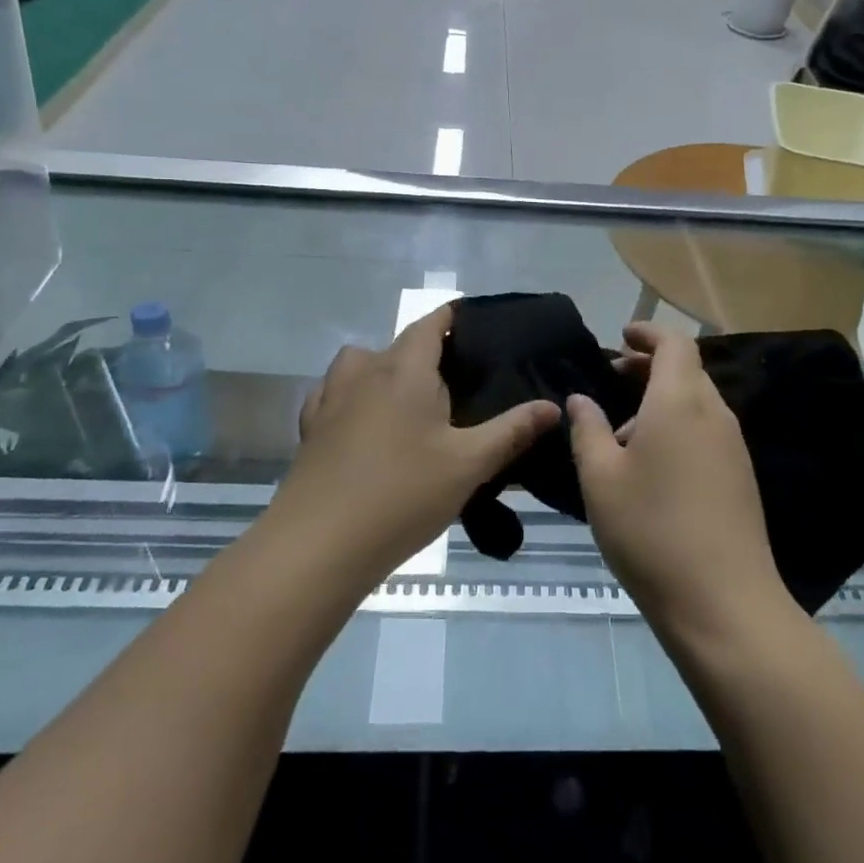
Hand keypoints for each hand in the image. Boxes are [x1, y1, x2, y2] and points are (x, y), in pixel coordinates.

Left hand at [267, 307, 559, 592]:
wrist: (318, 544)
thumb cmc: (402, 495)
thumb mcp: (469, 465)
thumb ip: (512, 431)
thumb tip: (553, 406)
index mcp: (405, 369)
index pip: (431, 323)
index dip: (454, 318)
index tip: (478, 328)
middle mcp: (365, 371)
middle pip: (399, 344)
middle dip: (428, 352)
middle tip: (458, 383)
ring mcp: (331, 398)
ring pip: (360, 363)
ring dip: (384, 370)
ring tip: (409, 403)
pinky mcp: (311, 428)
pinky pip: (334, 394)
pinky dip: (352, 398)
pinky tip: (364, 426)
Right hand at [567, 324, 789, 642]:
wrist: (723, 603)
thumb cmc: (651, 530)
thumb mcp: (600, 478)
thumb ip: (588, 430)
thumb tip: (580, 399)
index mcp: (680, 401)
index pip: (674, 343)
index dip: (648, 333)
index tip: (621, 337)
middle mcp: (714, 414)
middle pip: (687, 369)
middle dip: (650, 366)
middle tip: (614, 378)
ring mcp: (733, 446)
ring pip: (697, 401)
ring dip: (663, 399)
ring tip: (624, 431)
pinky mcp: (741, 476)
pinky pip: (707, 430)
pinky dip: (679, 425)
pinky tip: (653, 465)